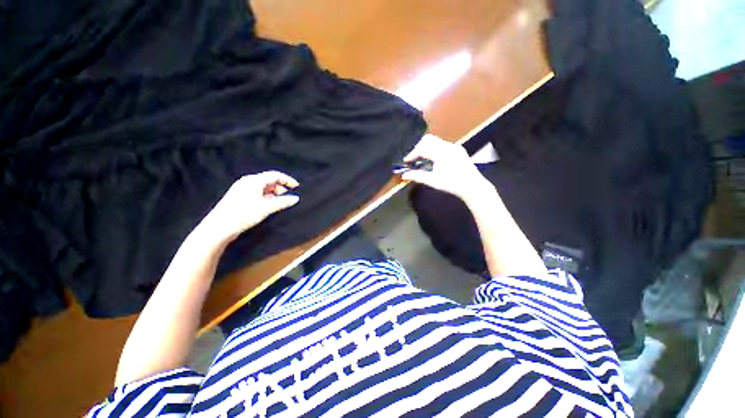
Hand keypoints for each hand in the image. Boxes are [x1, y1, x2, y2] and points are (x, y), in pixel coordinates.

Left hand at [197, 171, 299, 243]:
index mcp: (253, 180)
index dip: (287, 180)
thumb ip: (282, 202)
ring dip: (274, 194)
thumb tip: (296, 198)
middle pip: (269, 181)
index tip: (297, 187)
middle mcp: (248, 182)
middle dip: (281, 188)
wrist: (219, 228)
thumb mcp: (266, 208)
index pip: (275, 175)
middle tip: (289, 197)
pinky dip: (267, 198)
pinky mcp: (241, 198)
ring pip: (264, 188)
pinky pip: (258, 194)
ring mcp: (243, 190)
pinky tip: (270, 206)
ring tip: (281, 203)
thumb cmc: (243, 214)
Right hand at [400, 134, 491, 202]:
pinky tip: (434, 160)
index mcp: (441, 153)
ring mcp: (454, 147)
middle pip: (428, 139)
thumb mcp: (433, 181)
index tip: (406, 161)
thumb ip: (417, 176)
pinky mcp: (458, 150)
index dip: (412, 154)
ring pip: (435, 141)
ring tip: (423, 160)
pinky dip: (434, 149)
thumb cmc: (452, 184)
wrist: (472, 186)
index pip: (422, 148)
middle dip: (418, 148)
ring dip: (426, 148)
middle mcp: (448, 146)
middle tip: (414, 159)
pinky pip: (442, 144)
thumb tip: (404, 175)